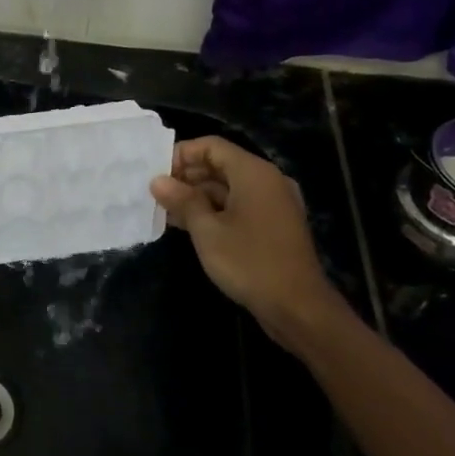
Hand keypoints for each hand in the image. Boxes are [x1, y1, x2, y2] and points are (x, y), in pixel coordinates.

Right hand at [151, 137, 350, 350]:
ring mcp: (274, 204)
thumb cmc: (249, 262)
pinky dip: (215, 211)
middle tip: (157, 194)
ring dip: (198, 196)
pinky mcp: (275, 225)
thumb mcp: (207, 230)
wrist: (298, 308)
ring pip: (229, 187)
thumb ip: (182, 200)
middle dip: (187, 177)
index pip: (211, 146)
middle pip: (221, 165)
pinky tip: (190, 226)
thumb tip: (157, 181)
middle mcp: (267, 180)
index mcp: (254, 173)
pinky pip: (240, 206)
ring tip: (166, 211)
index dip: (181, 154)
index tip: (156, 173)